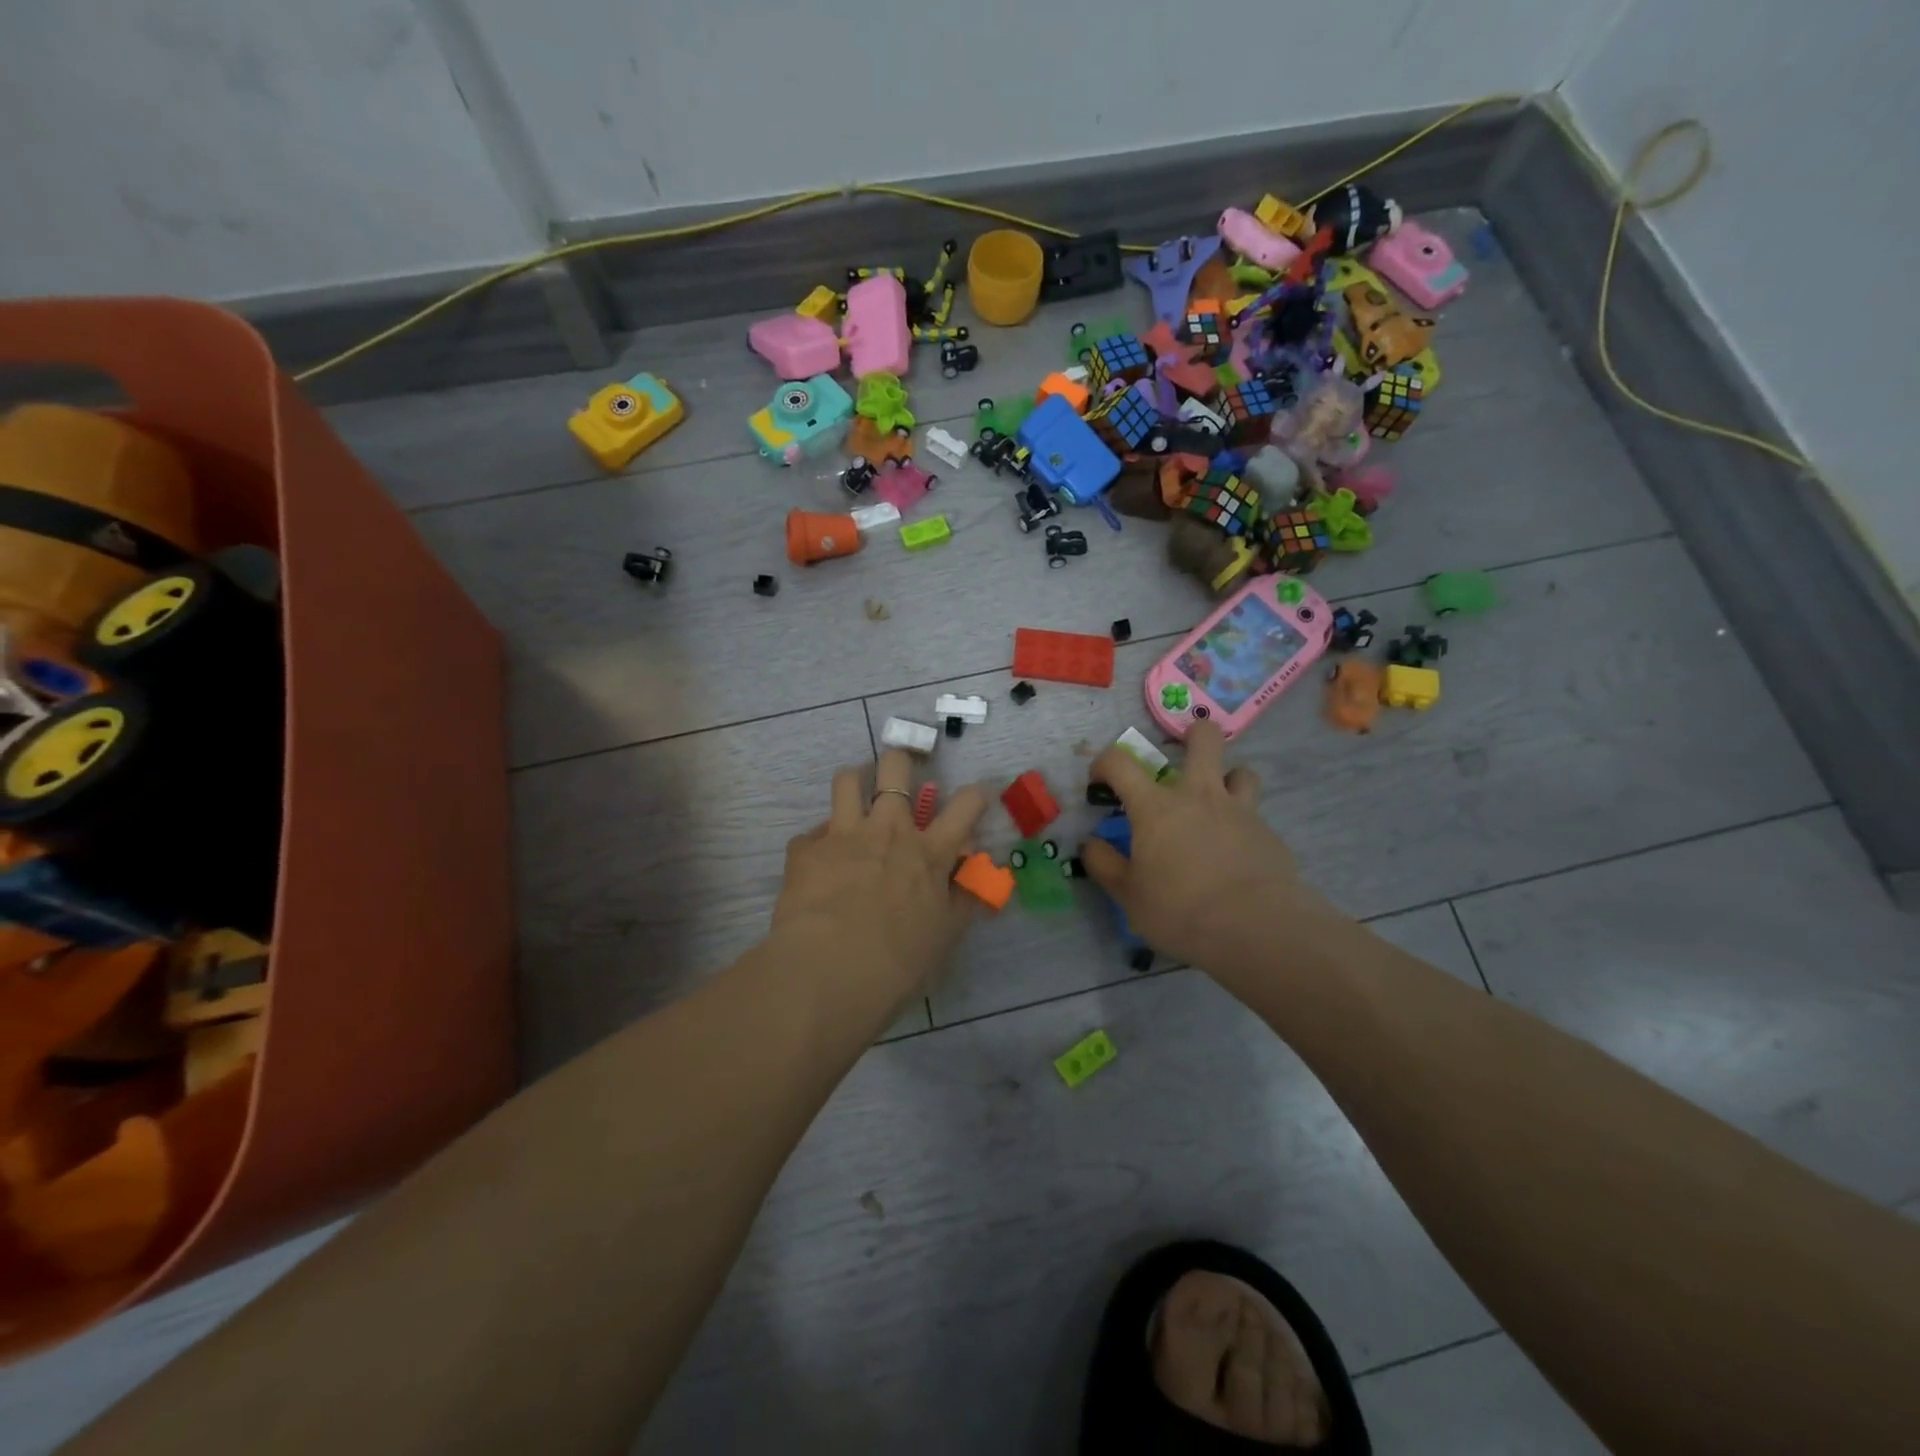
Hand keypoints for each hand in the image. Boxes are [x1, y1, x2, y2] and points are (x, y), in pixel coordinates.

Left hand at [771, 750, 986, 1004]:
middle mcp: (888, 830)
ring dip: (854, 782)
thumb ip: (960, 902)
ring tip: (855, 797)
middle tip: (899, 775)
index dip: (976, 794)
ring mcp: (843, 834)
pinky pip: (811, 833)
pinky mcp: (806, 849)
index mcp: (928, 852)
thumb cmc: (897, 962)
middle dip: (900, 761)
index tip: (976, 795)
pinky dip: (818, 843)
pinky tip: (818, 862)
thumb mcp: (943, 936)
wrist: (828, 972)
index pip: (966, 805)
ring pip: (847, 779)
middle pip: (896, 768)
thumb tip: (971, 883)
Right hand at [1080, 721, 1323, 973]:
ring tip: (1217, 803)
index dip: (1104, 763)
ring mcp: (1240, 811)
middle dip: (1192, 735)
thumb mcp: (1128, 896)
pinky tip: (1237, 854)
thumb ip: (1105, 865)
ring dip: (1227, 779)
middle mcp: (1199, 796)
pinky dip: (1243, 825)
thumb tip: (1090, 844)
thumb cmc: (1180, 910)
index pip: (1120, 762)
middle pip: (1204, 738)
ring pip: (1241, 771)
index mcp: (1156, 807)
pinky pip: (1255, 815)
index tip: (1100, 782)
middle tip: (1182, 755)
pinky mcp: (1269, 834)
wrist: (1256, 929)